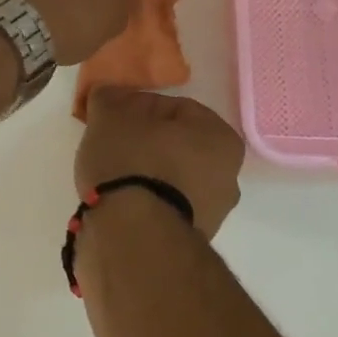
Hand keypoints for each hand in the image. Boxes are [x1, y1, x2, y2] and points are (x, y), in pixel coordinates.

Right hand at [76, 88, 245, 235]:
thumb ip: (109, 97)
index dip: (139, 107)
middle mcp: (229, 176)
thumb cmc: (131, 162)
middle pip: (177, 145)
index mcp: (221, 138)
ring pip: (172, 178)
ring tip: (110, 176)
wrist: (133, 236)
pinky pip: (165, 207)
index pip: (175, 108)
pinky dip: (146, 201)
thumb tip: (107, 95)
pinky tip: (119, 202)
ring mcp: (214, 213)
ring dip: (145, 174)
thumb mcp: (110, 115)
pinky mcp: (192, 241)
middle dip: (145, 142)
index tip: (113, 117)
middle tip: (112, 144)